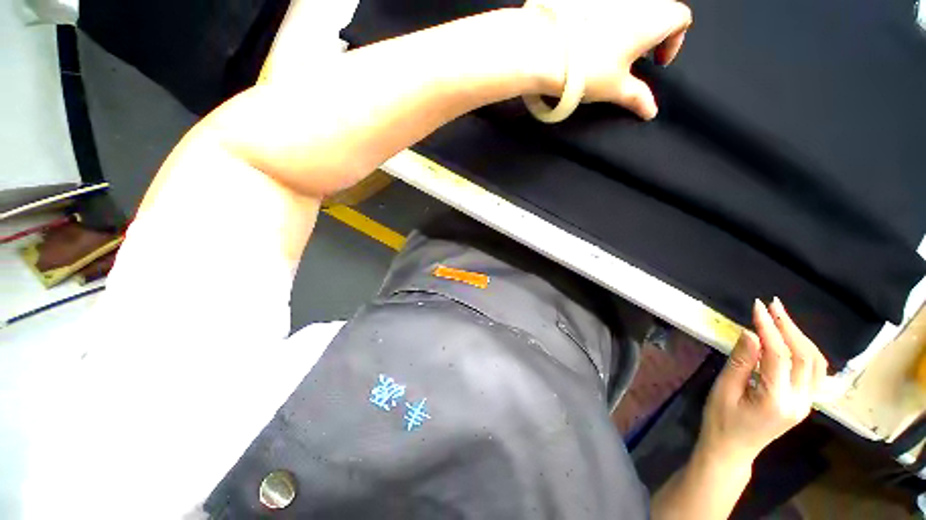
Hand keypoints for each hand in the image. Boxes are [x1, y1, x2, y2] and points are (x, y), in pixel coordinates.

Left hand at [526, 0, 691, 118]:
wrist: (544, 50)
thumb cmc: (587, 68)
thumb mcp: (615, 88)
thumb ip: (637, 97)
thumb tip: (650, 110)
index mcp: (655, 16)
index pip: (681, 19)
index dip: (675, 42)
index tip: (657, 63)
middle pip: (656, 11)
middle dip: (649, 35)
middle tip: (631, 60)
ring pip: (630, 7)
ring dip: (627, 26)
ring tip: (607, 51)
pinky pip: (603, 7)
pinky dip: (603, 20)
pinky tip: (587, 38)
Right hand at [696, 298, 828, 469]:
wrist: (732, 449)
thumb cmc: (721, 420)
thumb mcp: (723, 390)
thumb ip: (740, 362)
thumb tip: (751, 333)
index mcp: (776, 400)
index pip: (779, 356)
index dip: (769, 328)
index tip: (757, 307)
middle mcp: (800, 401)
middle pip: (805, 357)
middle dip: (789, 327)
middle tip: (772, 305)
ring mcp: (806, 403)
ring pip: (815, 363)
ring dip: (800, 337)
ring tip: (781, 317)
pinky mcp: (805, 402)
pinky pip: (813, 371)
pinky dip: (805, 350)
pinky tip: (792, 339)